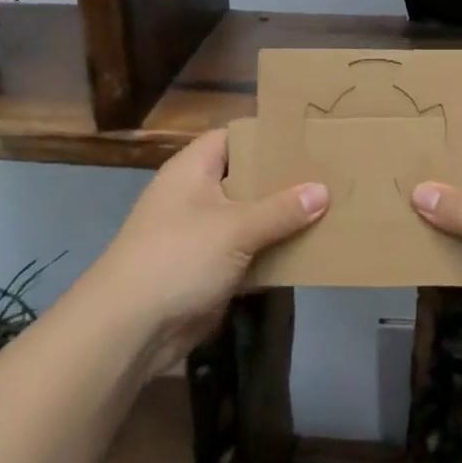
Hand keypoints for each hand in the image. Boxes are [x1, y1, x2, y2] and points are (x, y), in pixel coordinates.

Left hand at [77, 129, 326, 373]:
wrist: (130, 328)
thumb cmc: (178, 258)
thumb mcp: (235, 228)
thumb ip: (281, 210)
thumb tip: (323, 190)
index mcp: (193, 170)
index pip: (232, 137)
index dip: (266, 134)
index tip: (307, 136)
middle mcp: (196, 195)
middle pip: (245, 178)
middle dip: (283, 180)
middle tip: (329, 174)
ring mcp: (201, 234)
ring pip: (250, 218)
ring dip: (282, 220)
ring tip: (331, 209)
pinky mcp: (209, 269)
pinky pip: (248, 253)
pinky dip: (272, 253)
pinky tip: (309, 251)